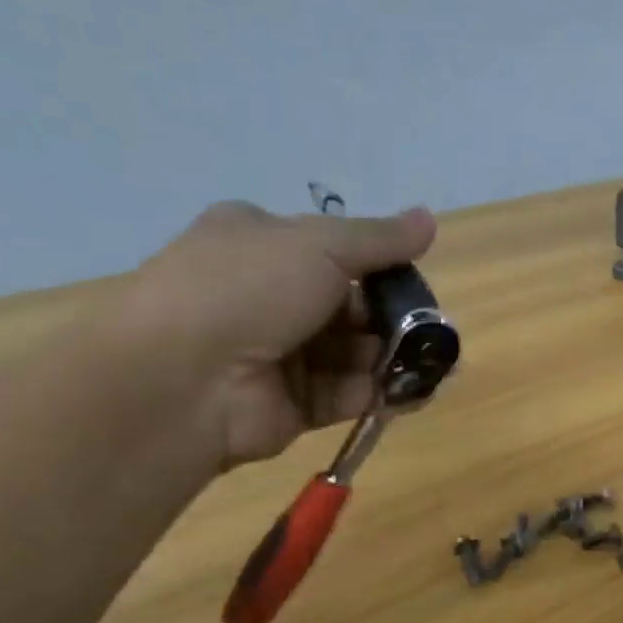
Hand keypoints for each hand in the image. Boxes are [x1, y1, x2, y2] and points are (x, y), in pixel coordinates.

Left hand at [113, 200, 435, 468]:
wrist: (183, 379)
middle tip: (435, 331)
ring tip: (440, 366)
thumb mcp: (320, 245)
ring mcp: (279, 353)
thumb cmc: (248, 289)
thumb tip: (428, 218)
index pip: (334, 250)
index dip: (380, 262)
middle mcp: (269, 296)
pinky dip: (382, 393)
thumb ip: (380, 239)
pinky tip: (417, 393)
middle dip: (396, 316)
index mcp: (262, 243)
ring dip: (396, 357)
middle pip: (351, 305)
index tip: (415, 277)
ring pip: (354, 352)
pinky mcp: (292, 404)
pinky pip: (348, 393)